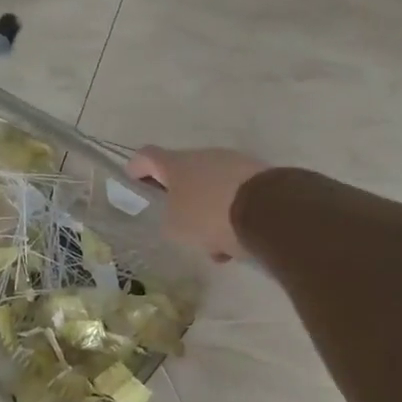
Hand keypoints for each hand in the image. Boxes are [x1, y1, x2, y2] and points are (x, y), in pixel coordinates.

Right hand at [126, 145, 269, 262]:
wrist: (267, 209)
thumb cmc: (209, 216)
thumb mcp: (177, 227)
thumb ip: (170, 220)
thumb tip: (177, 217)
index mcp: (176, 165)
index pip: (147, 156)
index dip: (137, 168)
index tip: (133, 181)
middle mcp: (204, 156)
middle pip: (185, 176)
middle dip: (183, 202)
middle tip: (184, 228)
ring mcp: (234, 163)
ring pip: (213, 189)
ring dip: (211, 213)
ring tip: (218, 245)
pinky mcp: (259, 175)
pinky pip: (237, 195)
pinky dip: (233, 215)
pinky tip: (239, 242)